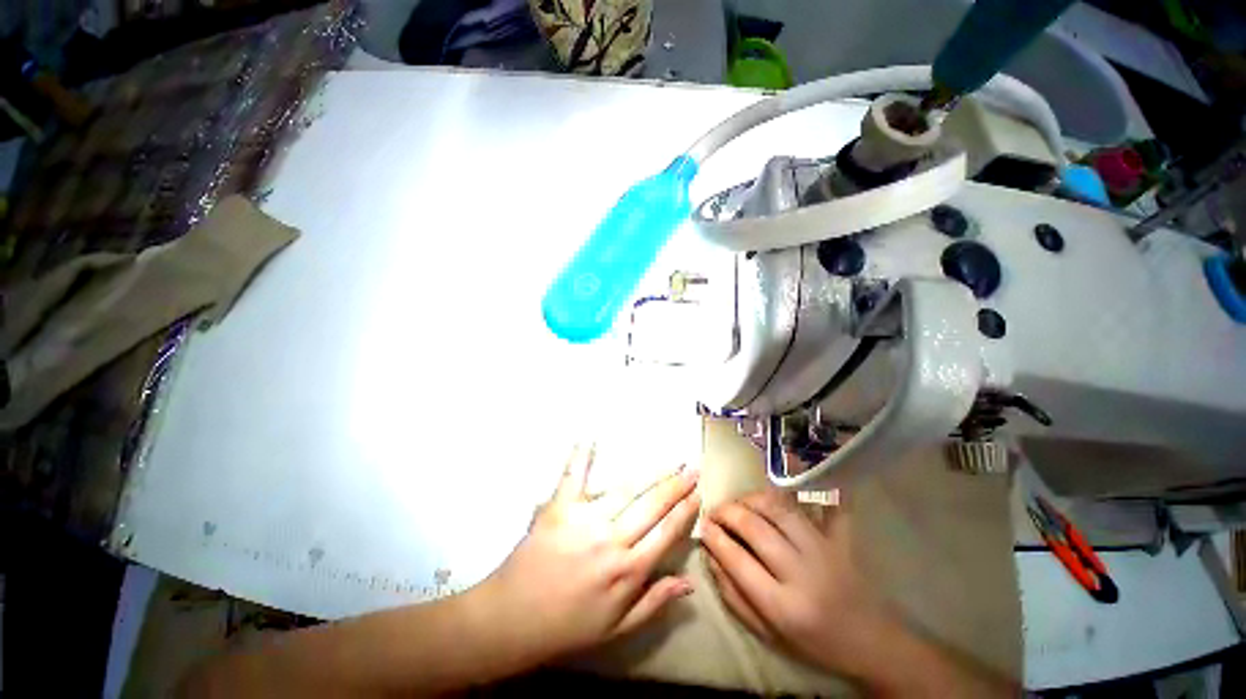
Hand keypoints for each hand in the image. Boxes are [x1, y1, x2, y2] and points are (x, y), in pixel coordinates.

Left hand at [477, 445, 700, 662]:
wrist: (512, 621)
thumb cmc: (568, 626)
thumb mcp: (618, 628)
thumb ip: (654, 601)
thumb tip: (689, 582)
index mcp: (628, 571)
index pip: (667, 532)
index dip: (685, 510)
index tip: (699, 493)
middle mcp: (612, 541)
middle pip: (653, 505)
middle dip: (677, 485)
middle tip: (692, 468)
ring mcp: (584, 520)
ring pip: (626, 488)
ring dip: (652, 473)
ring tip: (669, 460)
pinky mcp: (558, 508)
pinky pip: (572, 477)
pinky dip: (580, 456)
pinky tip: (588, 436)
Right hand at [702, 490, 1013, 696]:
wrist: (873, 643)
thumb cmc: (816, 644)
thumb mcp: (769, 634)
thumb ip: (734, 596)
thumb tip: (710, 557)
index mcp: (783, 606)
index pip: (737, 559)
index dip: (714, 537)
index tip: (702, 525)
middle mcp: (803, 572)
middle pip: (755, 527)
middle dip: (727, 511)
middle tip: (715, 510)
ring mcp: (824, 550)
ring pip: (778, 507)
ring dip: (751, 498)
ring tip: (739, 502)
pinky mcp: (840, 538)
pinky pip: (817, 503)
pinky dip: (795, 492)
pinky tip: (777, 492)